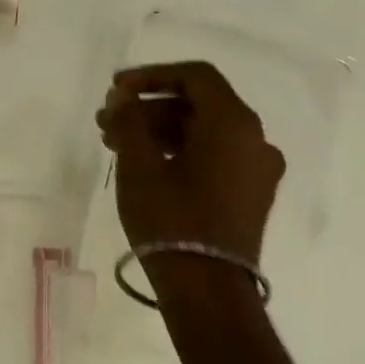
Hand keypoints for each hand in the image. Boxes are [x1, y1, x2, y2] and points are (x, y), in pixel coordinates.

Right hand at [96, 61, 284, 298]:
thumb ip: (129, 120)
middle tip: (107, 122)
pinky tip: (146, 166)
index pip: (195, 76)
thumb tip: (123, 96)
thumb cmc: (170, 218)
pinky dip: (180, 150)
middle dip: (148, 107)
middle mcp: (255, 139)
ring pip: (204, 131)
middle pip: (198, 104)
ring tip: (116, 146)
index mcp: (233, 123)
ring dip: (160, 130)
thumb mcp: (138, 165)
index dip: (151, 75)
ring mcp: (257, 169)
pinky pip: (215, 156)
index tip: (115, 90)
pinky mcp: (251, 194)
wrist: (207, 288)